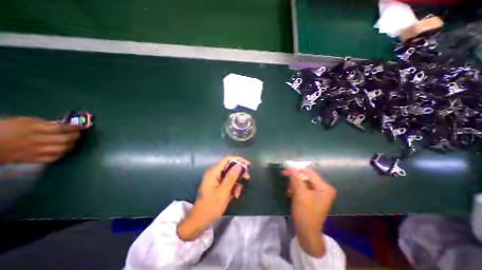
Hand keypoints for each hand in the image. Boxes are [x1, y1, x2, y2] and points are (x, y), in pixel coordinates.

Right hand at [0, 116, 81, 163]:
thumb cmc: (3, 128)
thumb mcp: (23, 121)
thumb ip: (45, 123)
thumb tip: (63, 124)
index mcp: (34, 129)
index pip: (62, 128)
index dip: (75, 127)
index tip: (82, 126)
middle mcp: (37, 140)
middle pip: (65, 139)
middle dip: (75, 136)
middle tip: (77, 134)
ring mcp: (35, 151)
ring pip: (62, 149)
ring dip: (70, 145)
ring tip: (71, 142)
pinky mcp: (31, 159)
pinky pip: (53, 158)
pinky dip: (61, 154)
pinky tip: (61, 150)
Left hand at [178, 156, 252, 240]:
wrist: (200, 220)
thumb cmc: (211, 207)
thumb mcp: (223, 192)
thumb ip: (231, 177)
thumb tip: (239, 165)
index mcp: (213, 172)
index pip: (227, 160)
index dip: (238, 160)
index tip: (248, 165)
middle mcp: (214, 173)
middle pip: (229, 167)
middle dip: (238, 173)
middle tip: (247, 178)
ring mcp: (216, 179)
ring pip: (230, 176)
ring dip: (236, 183)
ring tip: (237, 194)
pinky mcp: (217, 185)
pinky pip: (228, 182)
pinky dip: (232, 188)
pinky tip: (234, 196)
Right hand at [283, 168, 336, 257]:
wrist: (306, 232)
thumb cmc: (305, 213)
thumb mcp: (300, 194)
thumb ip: (295, 179)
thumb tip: (290, 166)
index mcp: (324, 187)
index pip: (309, 173)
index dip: (297, 170)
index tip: (285, 169)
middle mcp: (322, 188)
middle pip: (306, 177)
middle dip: (294, 178)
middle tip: (283, 175)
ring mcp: (317, 193)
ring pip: (302, 182)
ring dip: (294, 184)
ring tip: (289, 191)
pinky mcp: (312, 197)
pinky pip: (302, 188)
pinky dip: (295, 189)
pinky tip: (290, 194)